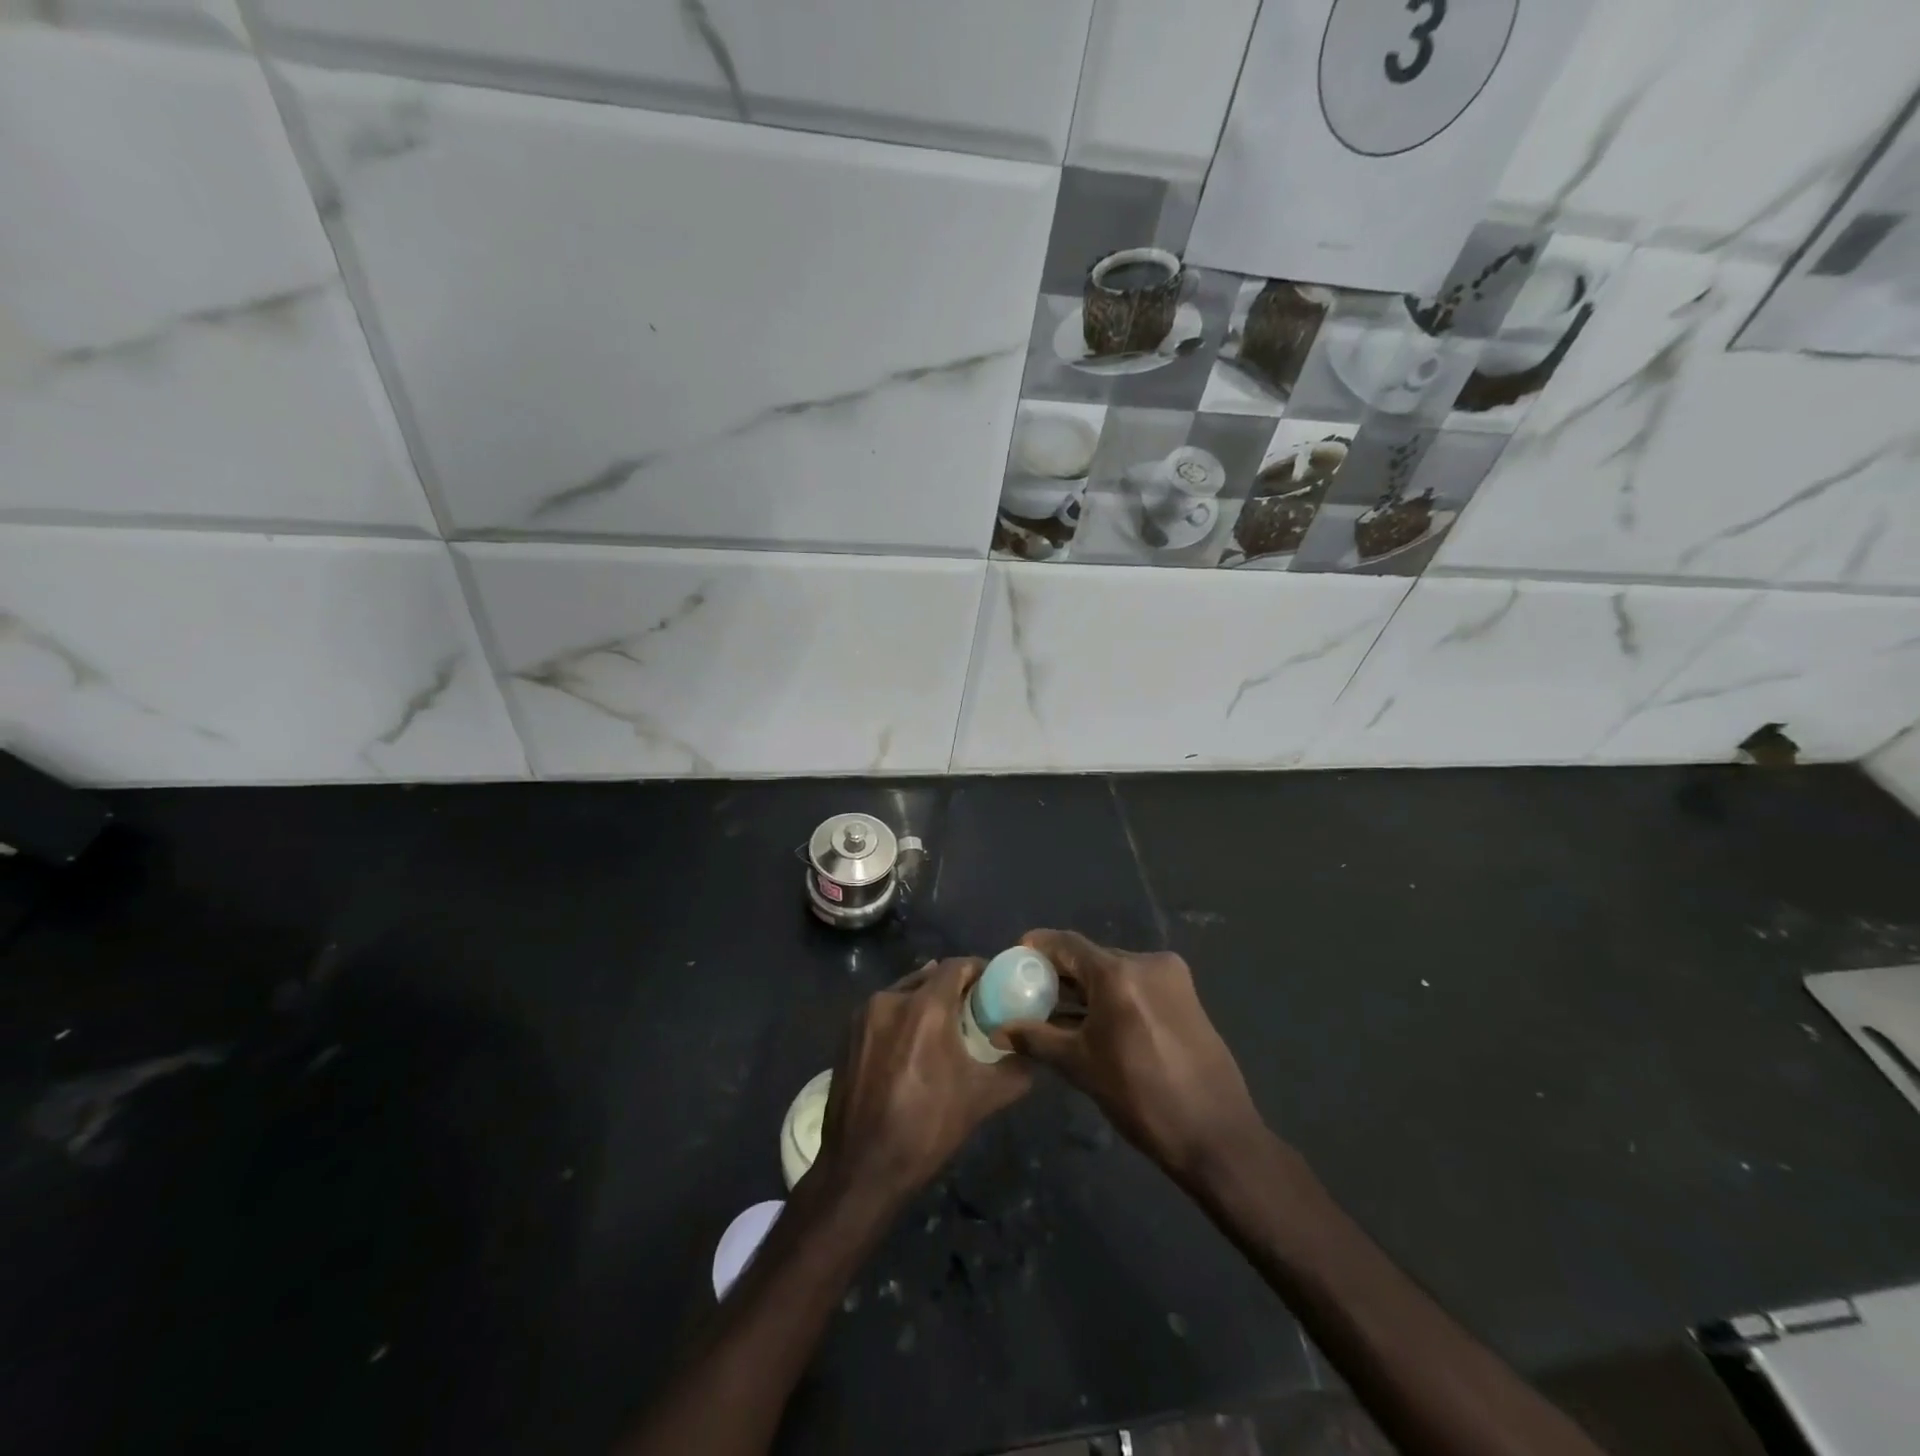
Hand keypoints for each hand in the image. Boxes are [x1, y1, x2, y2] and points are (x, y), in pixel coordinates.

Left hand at [813, 958, 1032, 1206]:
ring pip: (902, 993)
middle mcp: (890, 999)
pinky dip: (901, 1018)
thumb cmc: (927, 1127)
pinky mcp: (846, 1035)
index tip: (994, 984)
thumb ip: (1015, 1070)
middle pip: (929, 977)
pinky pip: (882, 1013)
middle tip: (972, 1008)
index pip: (956, 965)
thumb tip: (1032, 1056)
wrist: (862, 1167)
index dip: (978, 969)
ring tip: (942, 1028)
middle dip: (952, 987)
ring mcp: (862, 1016)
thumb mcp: (982, 1099)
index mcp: (925, 1006)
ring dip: (924, 1002)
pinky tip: (910, 1046)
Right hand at [1004, 930, 1267, 1184]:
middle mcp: (1147, 962)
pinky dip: (1114, 996)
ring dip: (1088, 988)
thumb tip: (998, 1030)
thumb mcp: (1081, 1066)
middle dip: (1062, 973)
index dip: (1039, 946)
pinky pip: (1138, 985)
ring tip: (1060, 1011)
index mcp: (1119, 973)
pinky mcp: (1187, 996)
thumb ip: (1036, 1039)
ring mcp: (1172, 977)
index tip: (1016, 956)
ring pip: (1116, 972)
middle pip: (1092, 957)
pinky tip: (1096, 1022)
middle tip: (1033, 991)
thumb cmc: (1141, 1098)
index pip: (1067, 944)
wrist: (1215, 1135)